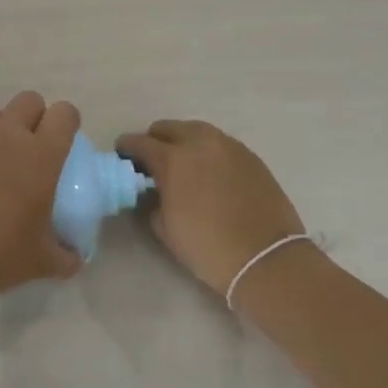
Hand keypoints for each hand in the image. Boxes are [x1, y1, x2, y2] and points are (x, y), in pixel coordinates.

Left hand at [0, 92, 82, 304]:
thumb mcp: (41, 262)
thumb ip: (66, 256)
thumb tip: (75, 257)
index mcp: (41, 155)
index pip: (64, 113)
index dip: (68, 122)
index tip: (65, 143)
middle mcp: (8, 135)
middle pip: (29, 100)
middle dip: (35, 117)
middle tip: (32, 148)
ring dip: (0, 123)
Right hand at [115, 120, 305, 295]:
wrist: (266, 259)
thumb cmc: (207, 247)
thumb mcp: (165, 228)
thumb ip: (152, 200)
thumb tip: (152, 190)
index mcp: (172, 159)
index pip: (139, 142)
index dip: (126, 148)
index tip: (122, 157)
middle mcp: (200, 143)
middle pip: (167, 128)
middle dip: (155, 141)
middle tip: (152, 162)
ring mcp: (229, 146)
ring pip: (196, 131)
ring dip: (183, 142)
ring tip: (182, 165)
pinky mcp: (251, 156)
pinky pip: (220, 144)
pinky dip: (208, 152)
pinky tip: (209, 173)